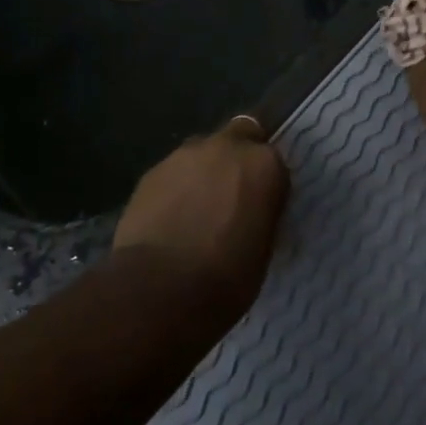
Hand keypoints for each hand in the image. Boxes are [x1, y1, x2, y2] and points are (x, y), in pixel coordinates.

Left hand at [112, 118, 289, 319]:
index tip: (262, 205)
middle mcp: (227, 147)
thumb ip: (260, 213)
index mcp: (264, 164)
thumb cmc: (226, 278)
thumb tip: (250, 212)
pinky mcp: (152, 171)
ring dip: (204, 172)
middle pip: (240, 136)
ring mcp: (185, 155)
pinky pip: (173, 173)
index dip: (266, 182)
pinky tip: (170, 218)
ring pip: (202, 153)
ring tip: (196, 210)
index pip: (273, 161)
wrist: (160, 289)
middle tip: (232, 194)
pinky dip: (176, 188)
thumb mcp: (263, 247)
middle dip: (237, 157)